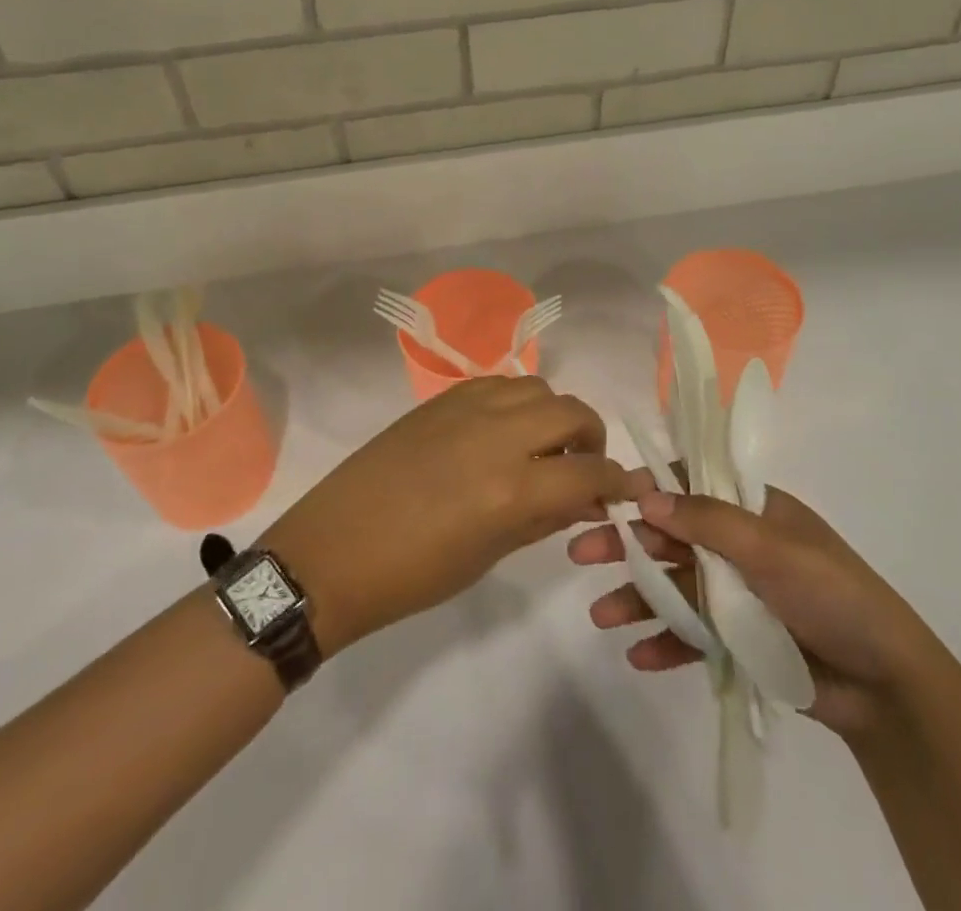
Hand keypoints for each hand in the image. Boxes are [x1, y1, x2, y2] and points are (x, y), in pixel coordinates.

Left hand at [261, 377, 631, 655]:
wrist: (333, 552)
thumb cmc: (412, 575)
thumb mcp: (488, 555)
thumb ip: (543, 519)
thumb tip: (584, 498)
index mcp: (512, 488)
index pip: (589, 472)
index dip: (617, 481)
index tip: (627, 489)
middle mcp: (497, 435)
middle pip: (572, 412)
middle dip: (592, 438)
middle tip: (583, 466)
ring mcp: (466, 409)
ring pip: (536, 388)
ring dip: (554, 414)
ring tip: (542, 445)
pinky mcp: (440, 399)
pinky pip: (498, 384)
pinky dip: (516, 402)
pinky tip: (503, 430)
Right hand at [568, 476, 927, 737]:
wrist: (884, 686)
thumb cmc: (830, 594)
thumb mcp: (770, 548)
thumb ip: (707, 522)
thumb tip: (646, 497)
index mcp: (753, 509)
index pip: (691, 484)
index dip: (650, 488)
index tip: (608, 498)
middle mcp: (739, 545)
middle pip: (671, 537)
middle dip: (627, 544)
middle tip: (581, 552)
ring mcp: (737, 594)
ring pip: (675, 587)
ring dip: (638, 598)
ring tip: (600, 615)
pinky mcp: (739, 640)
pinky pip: (692, 635)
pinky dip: (666, 642)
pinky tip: (638, 656)